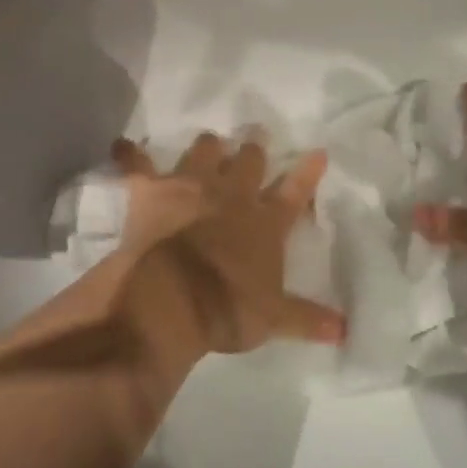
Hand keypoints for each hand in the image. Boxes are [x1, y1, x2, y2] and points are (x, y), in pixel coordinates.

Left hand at [111, 133, 345, 358]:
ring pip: (203, 150)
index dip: (308, 172)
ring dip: (208, 145)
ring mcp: (190, 186)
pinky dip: (129, 155)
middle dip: (254, 147)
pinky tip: (122, 145)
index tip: (318, 151)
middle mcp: (231, 195)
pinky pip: (137, 165)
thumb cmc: (227, 309)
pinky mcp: (152, 190)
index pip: (294, 192)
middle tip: (256, 136)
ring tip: (210, 141)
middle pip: (249, 160)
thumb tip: (344, 331)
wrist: (170, 299)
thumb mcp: (273, 319)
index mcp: (265, 223)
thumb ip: (307, 319)